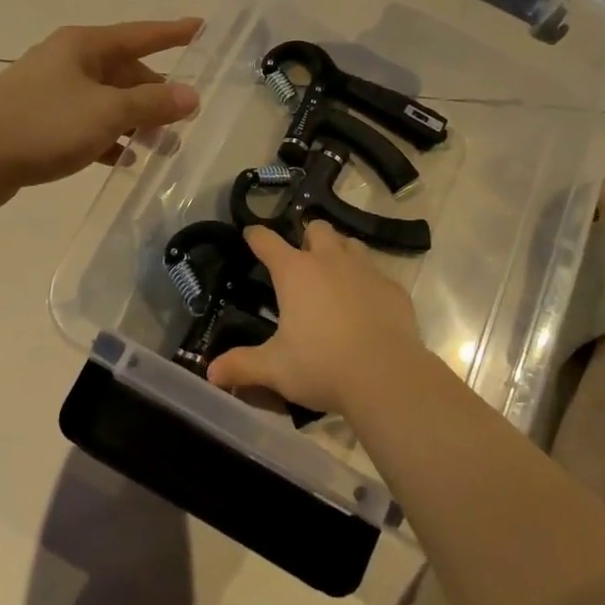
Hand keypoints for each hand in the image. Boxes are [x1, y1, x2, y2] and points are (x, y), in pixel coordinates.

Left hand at [0, 19, 201, 219]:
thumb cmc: (40, 124)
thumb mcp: (105, 112)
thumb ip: (151, 104)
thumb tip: (191, 96)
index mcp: (85, 46)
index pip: (142, 34)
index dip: (174, 33)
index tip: (203, 29)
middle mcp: (70, 63)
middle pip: (126, 72)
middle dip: (157, 95)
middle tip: (186, 120)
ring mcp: (53, 94)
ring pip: (108, 103)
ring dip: (136, 122)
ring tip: (163, 148)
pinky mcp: (41, 125)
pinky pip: (87, 127)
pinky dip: (108, 140)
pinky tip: (123, 161)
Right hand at [206, 223, 425, 414]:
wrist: (386, 376)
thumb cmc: (322, 366)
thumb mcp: (275, 369)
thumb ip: (242, 365)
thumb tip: (211, 371)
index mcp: (295, 272)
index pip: (267, 241)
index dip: (256, 236)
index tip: (251, 235)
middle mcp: (329, 260)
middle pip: (317, 228)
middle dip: (307, 238)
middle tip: (302, 263)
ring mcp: (365, 270)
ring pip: (350, 244)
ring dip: (339, 253)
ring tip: (335, 278)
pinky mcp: (392, 288)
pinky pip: (377, 274)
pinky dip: (368, 283)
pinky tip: (367, 306)